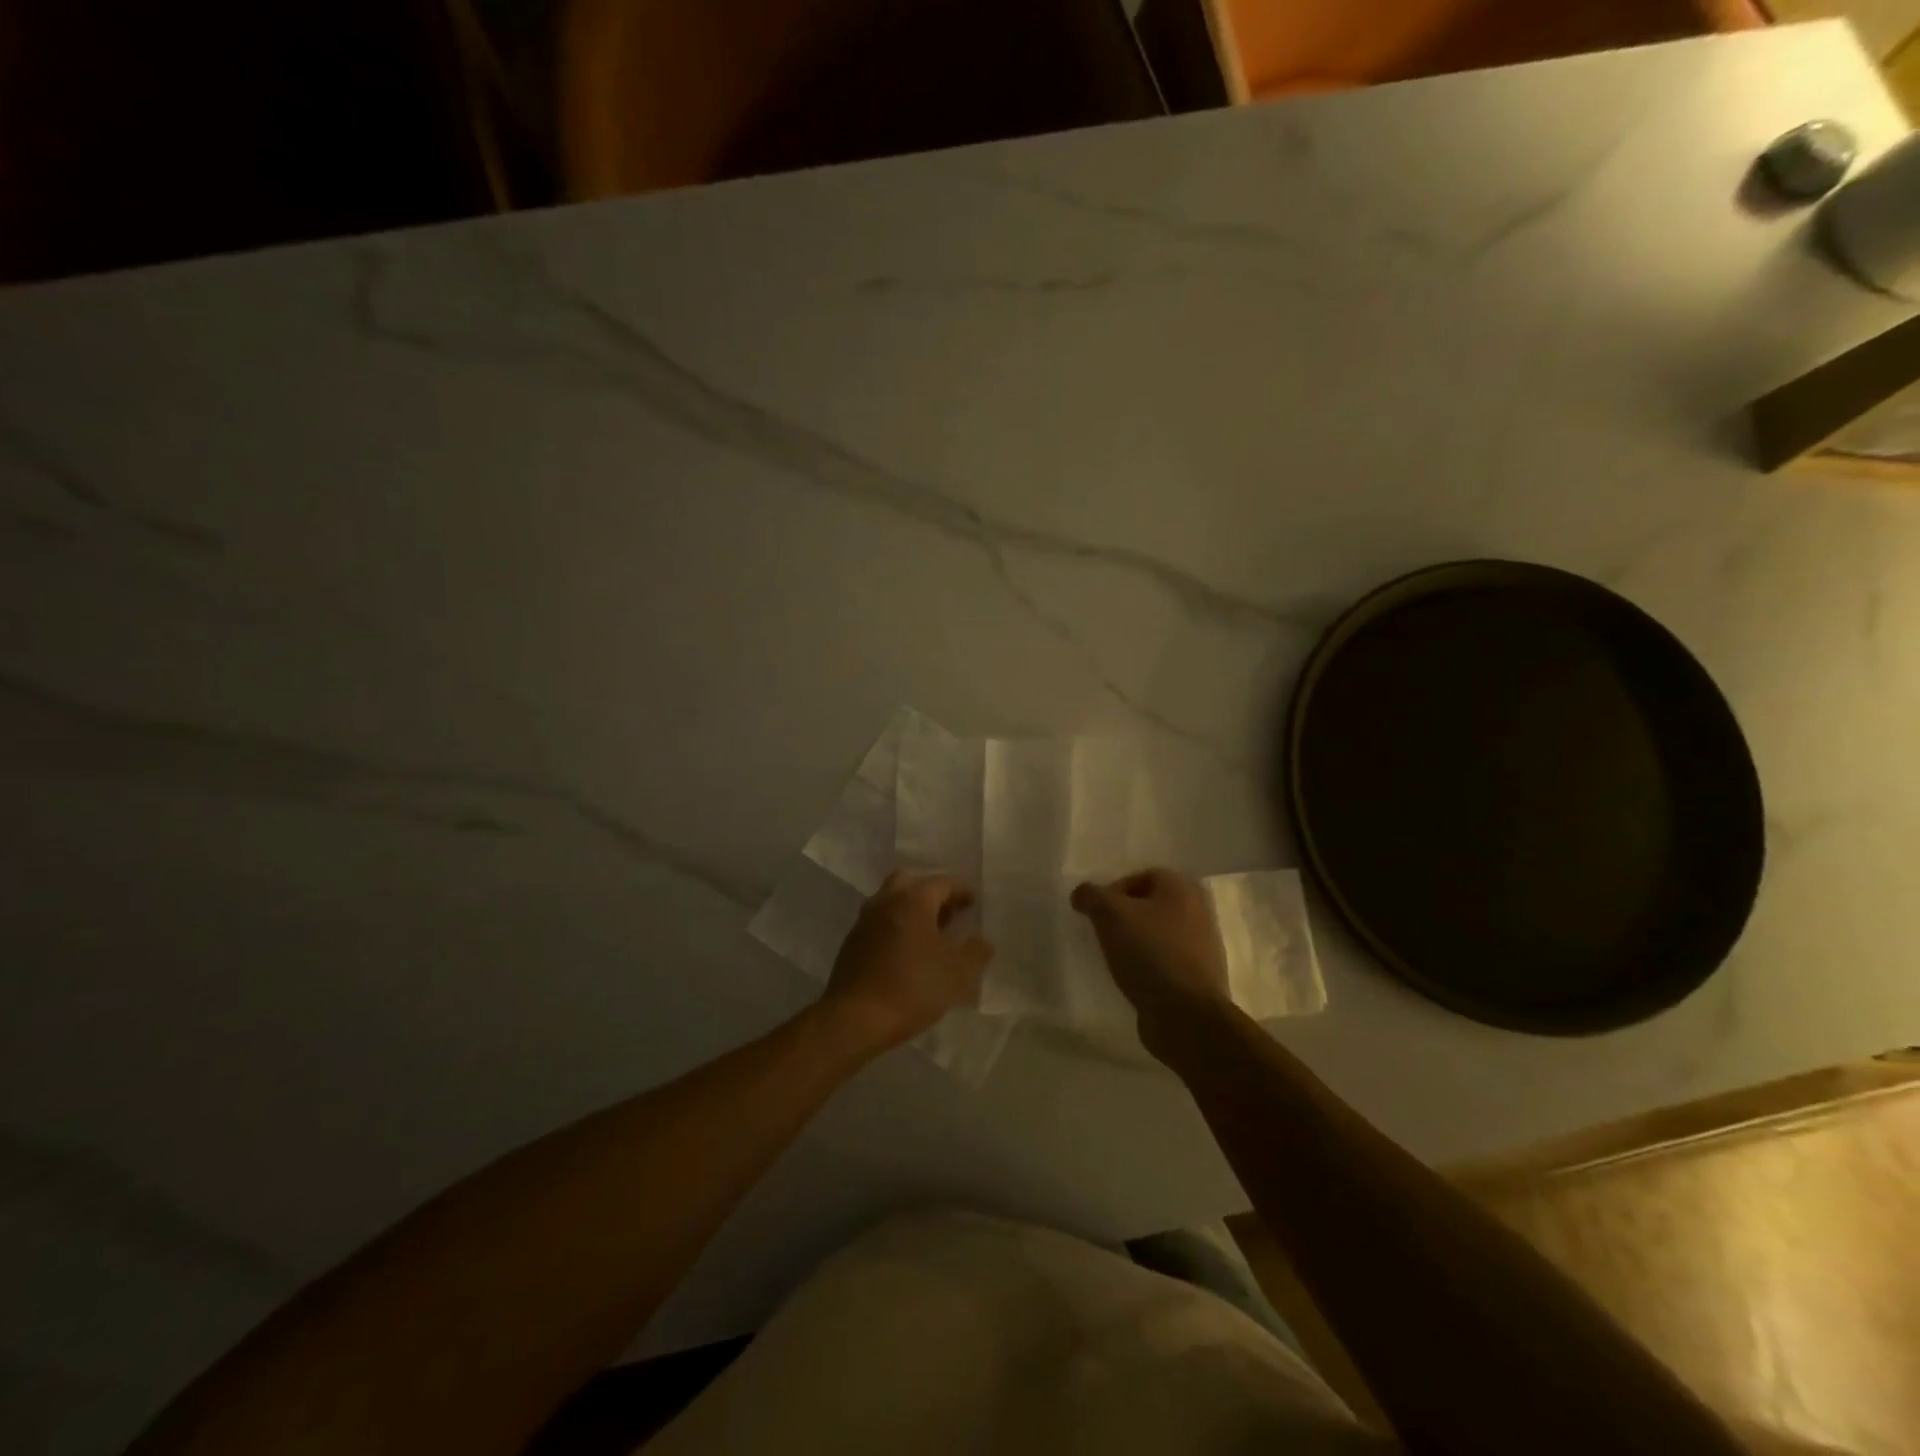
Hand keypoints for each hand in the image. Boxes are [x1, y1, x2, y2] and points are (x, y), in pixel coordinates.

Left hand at [823, 871, 993, 1051]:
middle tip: (950, 913)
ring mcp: (865, 920)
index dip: (962, 891)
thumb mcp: (958, 972)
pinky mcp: (852, 942)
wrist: (855, 1018)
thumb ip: (976, 951)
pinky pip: (880, 923)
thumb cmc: (913, 988)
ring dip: (912, 910)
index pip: (943, 883)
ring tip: (932, 935)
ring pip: (892, 902)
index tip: (974, 902)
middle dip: (933, 894)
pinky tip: (908, 952)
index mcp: (913, 899)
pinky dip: (897, 927)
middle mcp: (886, 900)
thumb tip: (982, 940)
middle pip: (912, 884)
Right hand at [1071, 869, 1230, 1053]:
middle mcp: (1198, 912)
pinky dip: (1147, 966)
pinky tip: (1131, 979)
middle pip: (1151, 905)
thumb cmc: (1149, 953)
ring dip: (1135, 943)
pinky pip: (1166, 962)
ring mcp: (1202, 947)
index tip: (1096, 913)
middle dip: (1125, 917)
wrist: (1186, 1015)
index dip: (1114, 890)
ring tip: (1114, 958)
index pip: (1142, 876)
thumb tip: (1082, 894)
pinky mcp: (1199, 978)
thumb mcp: (1110, 915)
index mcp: (1182, 889)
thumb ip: (1092, 896)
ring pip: (1159, 935)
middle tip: (1102, 933)